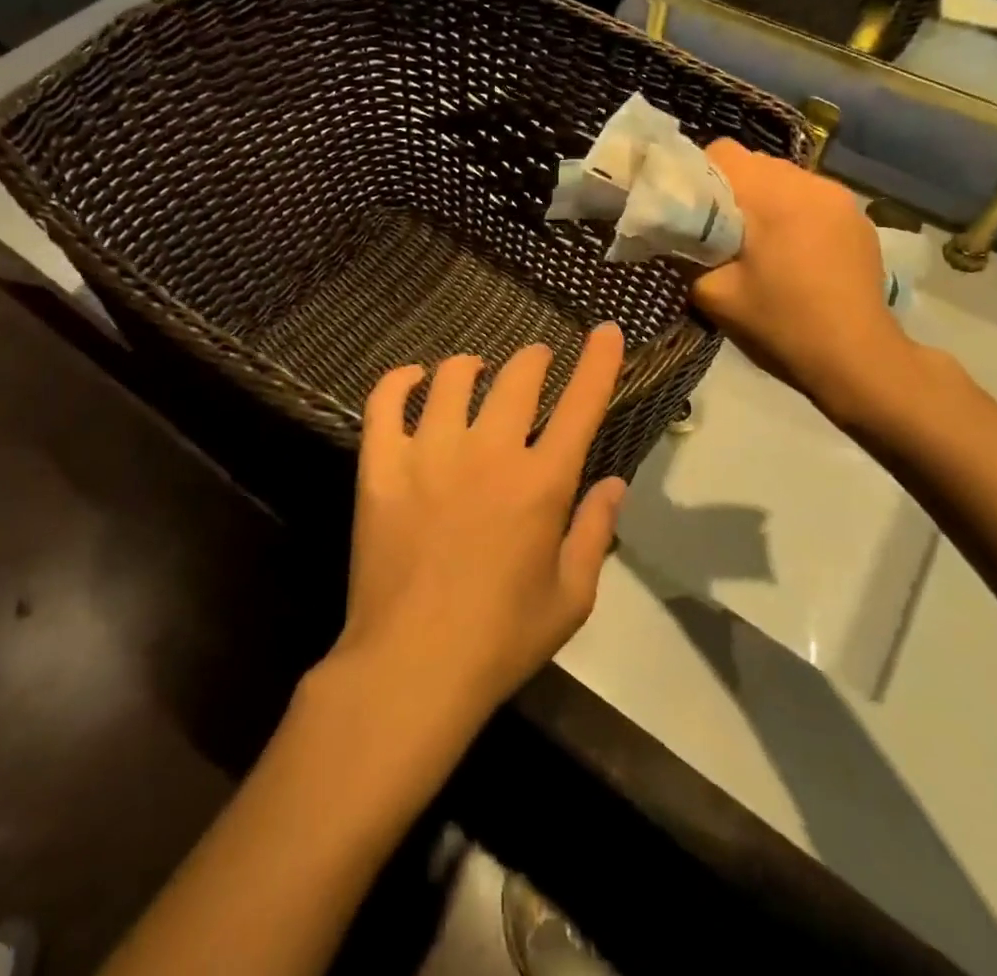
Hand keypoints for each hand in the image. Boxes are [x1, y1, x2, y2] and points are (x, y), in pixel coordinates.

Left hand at [332, 325, 628, 730]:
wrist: (411, 666)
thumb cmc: (500, 639)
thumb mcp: (571, 598)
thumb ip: (596, 532)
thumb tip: (614, 482)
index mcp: (541, 482)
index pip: (582, 403)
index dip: (599, 361)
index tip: (605, 330)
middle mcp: (489, 452)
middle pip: (518, 376)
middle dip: (534, 358)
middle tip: (535, 360)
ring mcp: (430, 452)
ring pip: (453, 377)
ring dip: (471, 365)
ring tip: (474, 370)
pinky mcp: (381, 464)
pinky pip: (386, 401)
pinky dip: (400, 380)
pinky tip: (412, 380)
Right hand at [692, 141, 916, 428]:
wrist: (856, 359)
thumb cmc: (779, 324)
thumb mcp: (712, 294)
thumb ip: (686, 254)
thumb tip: (675, 232)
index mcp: (772, 195)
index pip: (721, 152)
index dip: (697, 175)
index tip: (692, 212)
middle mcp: (808, 182)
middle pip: (754, 163)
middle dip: (730, 190)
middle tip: (720, 233)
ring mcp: (840, 197)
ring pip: (784, 179)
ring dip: (764, 201)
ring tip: (760, 245)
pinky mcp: (858, 217)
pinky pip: (811, 198)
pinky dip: (794, 214)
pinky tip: (795, 255)